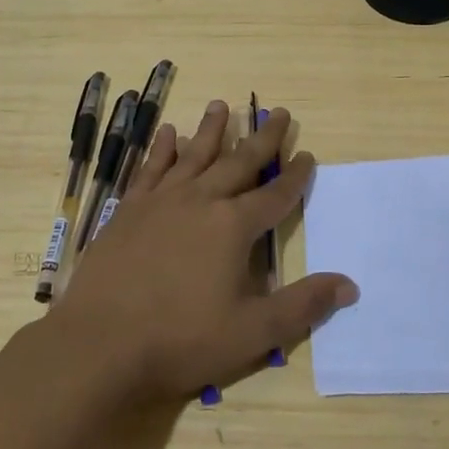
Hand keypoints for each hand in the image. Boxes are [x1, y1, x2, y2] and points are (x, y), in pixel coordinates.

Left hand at [48, 99, 357, 404]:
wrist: (100, 343)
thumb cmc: (180, 340)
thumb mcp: (252, 333)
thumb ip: (302, 306)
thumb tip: (349, 286)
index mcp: (233, 227)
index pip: (275, 195)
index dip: (295, 177)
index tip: (308, 156)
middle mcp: (201, 201)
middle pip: (239, 162)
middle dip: (263, 138)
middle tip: (278, 112)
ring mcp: (162, 201)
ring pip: (194, 155)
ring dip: (212, 130)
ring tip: (222, 104)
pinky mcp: (130, 209)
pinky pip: (151, 169)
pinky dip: (162, 149)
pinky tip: (167, 133)